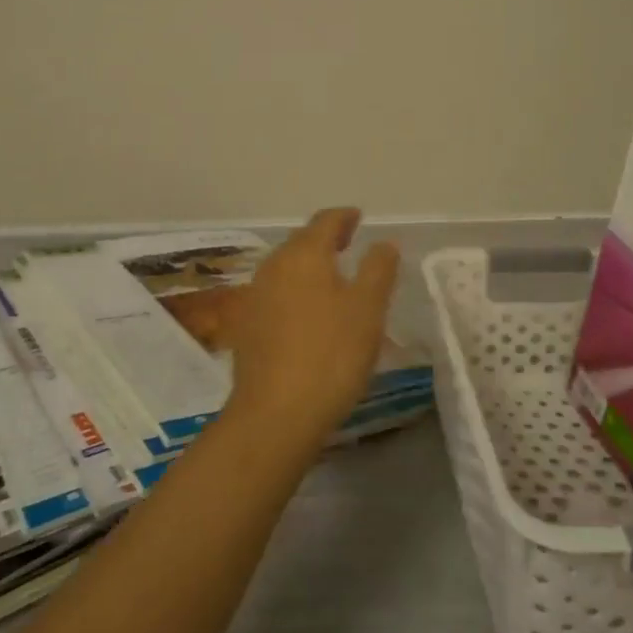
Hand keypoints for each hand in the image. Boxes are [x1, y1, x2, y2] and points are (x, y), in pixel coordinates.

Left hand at [221, 207, 401, 449]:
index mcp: (303, 255)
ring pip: (286, 268)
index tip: (357, 217)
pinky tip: (308, 311)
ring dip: (309, 265)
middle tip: (348, 242)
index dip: (344, 217)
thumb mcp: (368, 309)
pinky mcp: (248, 327)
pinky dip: (296, 290)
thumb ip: (378, 269)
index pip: (325, 221)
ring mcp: (256, 297)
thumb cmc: (330, 355)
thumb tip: (385, 241)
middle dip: (325, 239)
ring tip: (332, 276)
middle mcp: (273, 267)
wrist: (275, 415)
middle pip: (301, 242)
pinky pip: (277, 294)